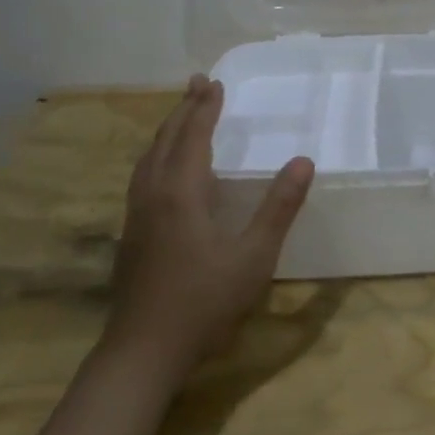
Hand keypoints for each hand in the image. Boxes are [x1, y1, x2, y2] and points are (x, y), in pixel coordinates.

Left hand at [107, 75, 313, 373]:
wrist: (143, 352)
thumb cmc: (204, 302)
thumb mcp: (254, 256)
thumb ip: (279, 207)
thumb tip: (303, 161)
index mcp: (180, 193)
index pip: (193, 137)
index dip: (205, 109)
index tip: (215, 83)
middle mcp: (153, 195)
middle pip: (165, 141)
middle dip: (183, 110)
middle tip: (197, 84)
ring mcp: (137, 216)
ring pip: (148, 158)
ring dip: (167, 131)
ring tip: (181, 116)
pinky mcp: (131, 235)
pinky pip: (143, 177)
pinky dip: (157, 155)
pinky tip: (164, 170)